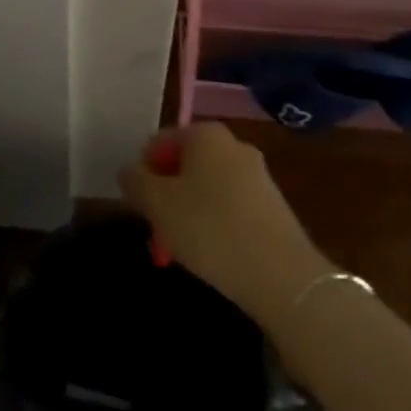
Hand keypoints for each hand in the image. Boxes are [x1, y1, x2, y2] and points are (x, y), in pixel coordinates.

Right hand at [118, 123, 327, 326]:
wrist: (282, 276)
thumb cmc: (209, 228)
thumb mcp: (157, 203)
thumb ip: (134, 180)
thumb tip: (129, 171)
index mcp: (205, 134)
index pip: (158, 143)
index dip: (142, 173)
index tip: (138, 207)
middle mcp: (233, 145)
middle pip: (184, 165)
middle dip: (166, 195)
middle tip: (156, 229)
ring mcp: (258, 175)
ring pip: (206, 188)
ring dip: (188, 212)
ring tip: (181, 248)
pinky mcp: (273, 207)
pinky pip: (230, 207)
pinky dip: (214, 225)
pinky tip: (211, 254)